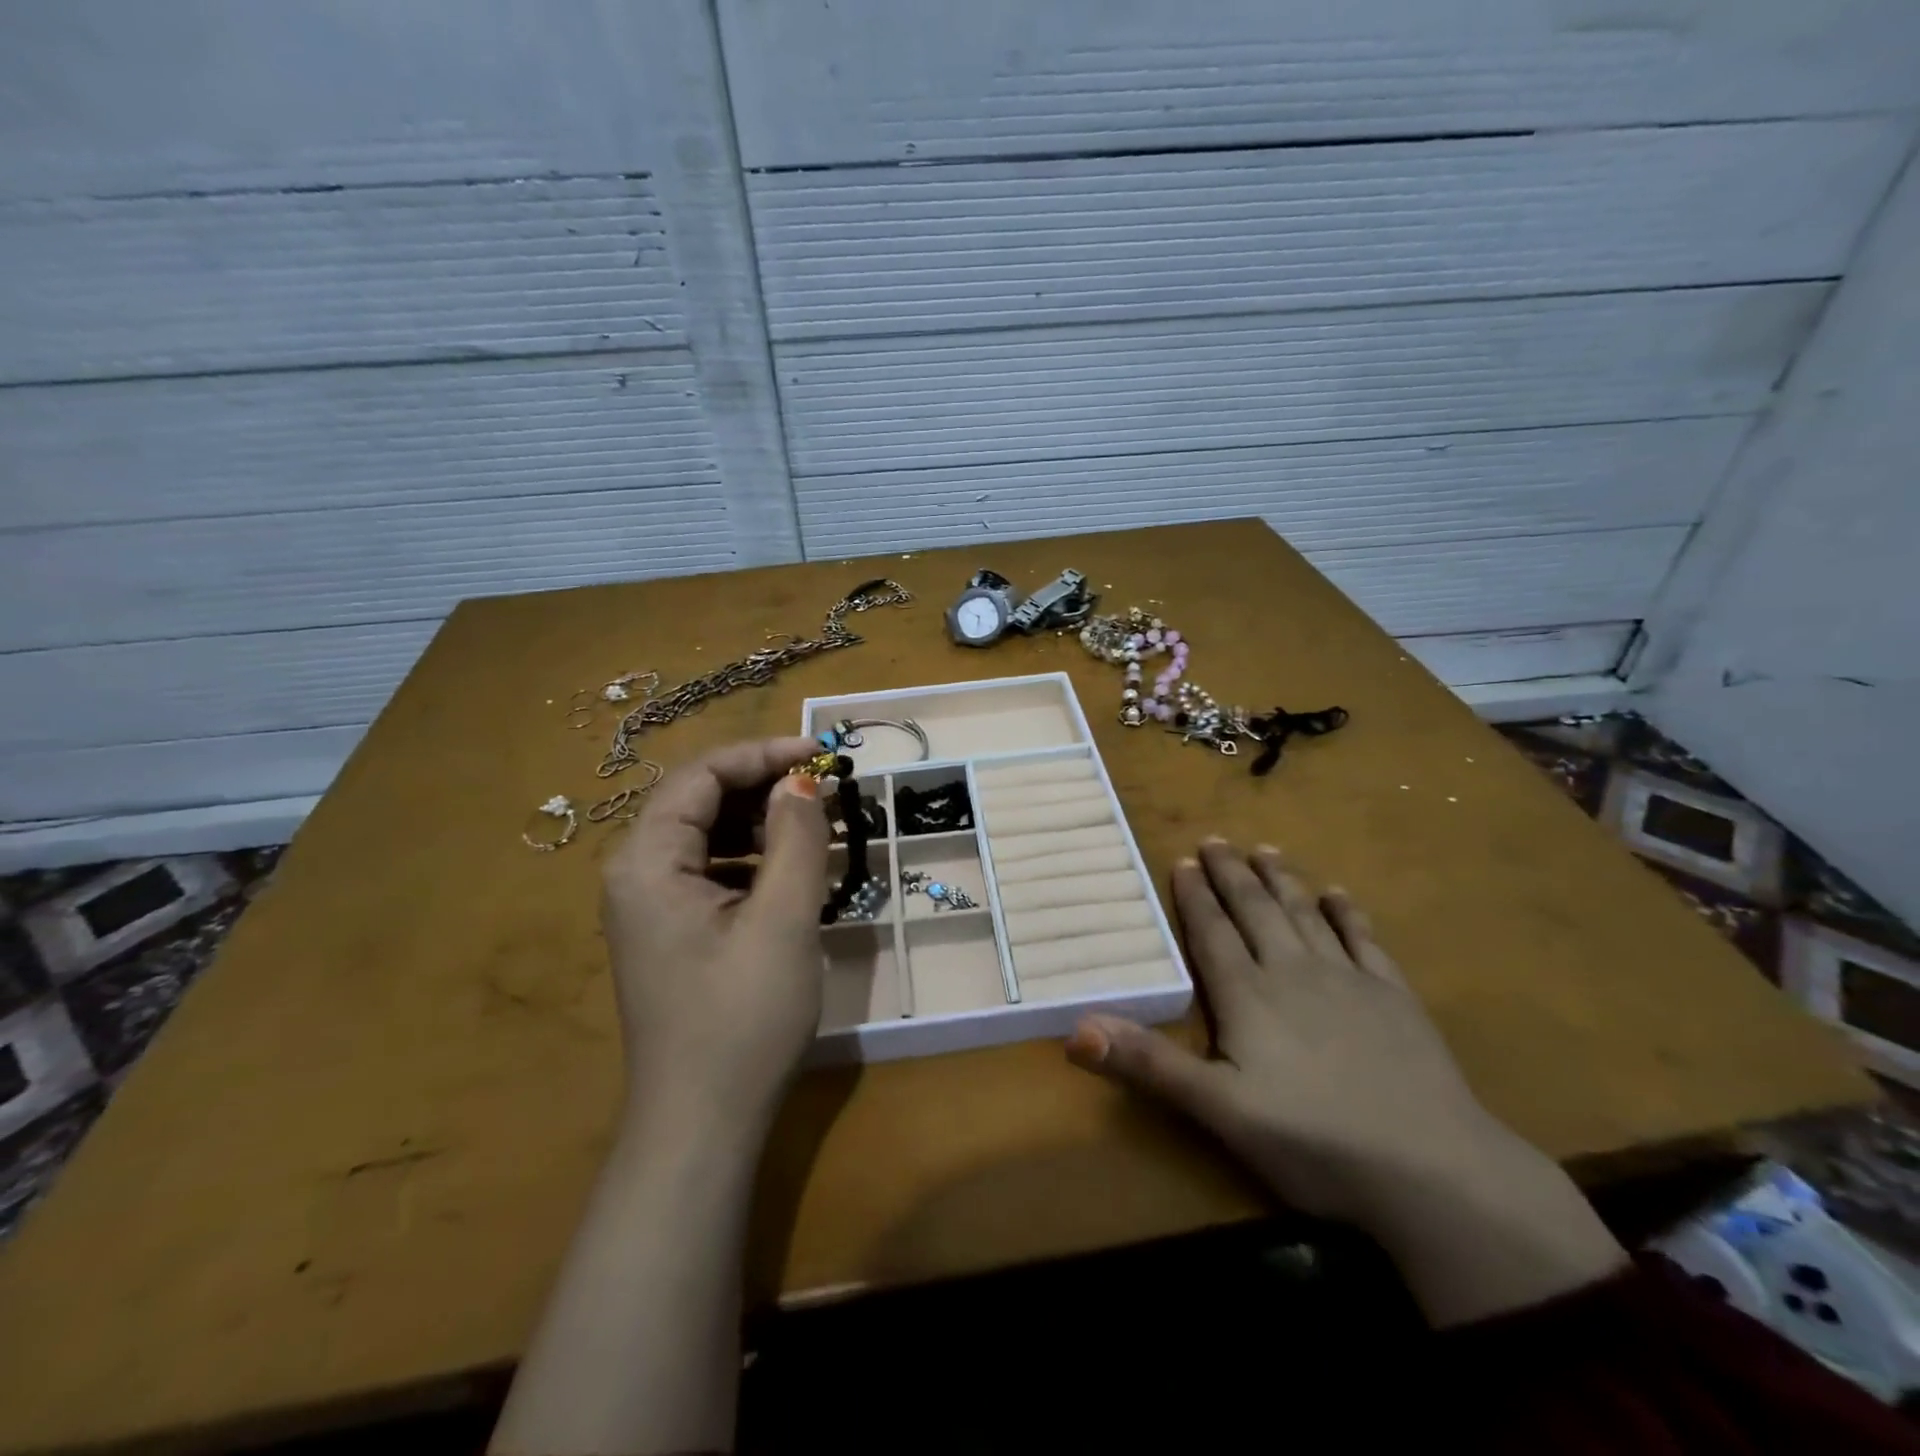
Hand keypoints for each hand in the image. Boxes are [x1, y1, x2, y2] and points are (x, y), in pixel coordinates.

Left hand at [601, 737, 829, 1136]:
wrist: (703, 1125)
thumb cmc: (742, 1020)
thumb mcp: (783, 921)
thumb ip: (796, 839)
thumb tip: (802, 781)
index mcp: (647, 861)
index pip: (701, 775)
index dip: (762, 754)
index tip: (821, 755)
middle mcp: (636, 873)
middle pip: (700, 800)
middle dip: (764, 787)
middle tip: (826, 793)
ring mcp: (650, 905)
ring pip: (708, 834)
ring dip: (763, 822)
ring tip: (819, 829)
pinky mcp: (671, 930)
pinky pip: (712, 870)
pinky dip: (754, 859)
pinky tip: (793, 872)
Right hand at [1067, 839, 1626, 1324]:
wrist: (1432, 1170)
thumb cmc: (1313, 1141)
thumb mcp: (1217, 1110)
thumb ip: (1148, 1064)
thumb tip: (1074, 1028)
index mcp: (1248, 995)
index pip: (1212, 933)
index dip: (1194, 896)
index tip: (1182, 859)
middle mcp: (1293, 972)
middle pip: (1256, 911)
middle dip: (1231, 874)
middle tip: (1215, 839)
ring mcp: (1348, 980)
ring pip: (1304, 914)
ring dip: (1281, 879)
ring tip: (1264, 849)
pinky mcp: (1394, 998)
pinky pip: (1364, 940)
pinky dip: (1347, 913)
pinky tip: (1339, 893)